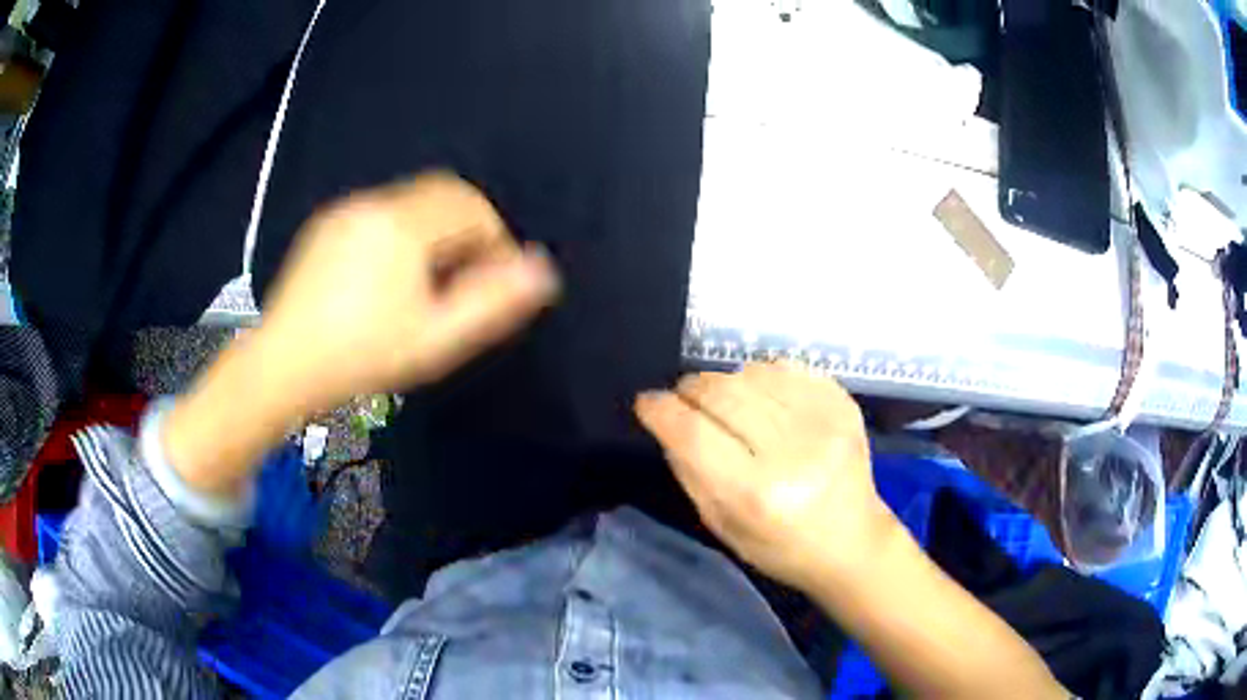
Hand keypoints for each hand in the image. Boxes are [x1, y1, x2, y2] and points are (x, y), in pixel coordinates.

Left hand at [256, 171, 559, 413]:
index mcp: (403, 224)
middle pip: (443, 193)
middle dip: (468, 228)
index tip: (495, 279)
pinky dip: (403, 231)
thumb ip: (493, 301)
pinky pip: (380, 212)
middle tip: (467, 278)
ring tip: (430, 281)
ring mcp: (346, 211)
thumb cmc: (362, 355)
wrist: (283, 364)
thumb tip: (543, 268)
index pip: (471, 206)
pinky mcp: (326, 225)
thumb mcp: (436, 339)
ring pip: (411, 201)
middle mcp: (375, 203)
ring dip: (436, 229)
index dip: (495, 238)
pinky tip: (390, 276)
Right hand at [635, 364, 896, 591]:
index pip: (693, 433)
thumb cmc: (780, 547)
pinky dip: (762, 375)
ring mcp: (824, 422)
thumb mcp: (721, 525)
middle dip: (690, 389)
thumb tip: (666, 419)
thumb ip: (689, 470)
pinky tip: (762, 397)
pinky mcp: (844, 404)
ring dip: (726, 382)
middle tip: (684, 400)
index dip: (661, 410)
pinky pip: (786, 366)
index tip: (647, 403)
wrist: (852, 542)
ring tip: (726, 403)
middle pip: (721, 393)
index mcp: (756, 494)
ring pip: (751, 372)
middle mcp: (793, 452)